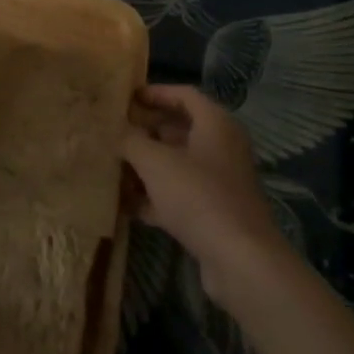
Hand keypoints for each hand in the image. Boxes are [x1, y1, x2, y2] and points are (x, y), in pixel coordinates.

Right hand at [123, 84, 288, 305]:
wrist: (240, 260)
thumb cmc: (198, 195)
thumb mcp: (156, 162)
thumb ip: (131, 140)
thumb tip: (116, 130)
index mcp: (215, 123)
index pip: (184, 95)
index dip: (155, 93)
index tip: (126, 99)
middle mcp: (222, 147)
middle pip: (180, 129)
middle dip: (147, 131)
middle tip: (115, 133)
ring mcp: (219, 182)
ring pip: (178, 165)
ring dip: (147, 166)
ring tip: (113, 167)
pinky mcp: (214, 213)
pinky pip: (180, 195)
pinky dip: (156, 196)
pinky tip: (126, 205)